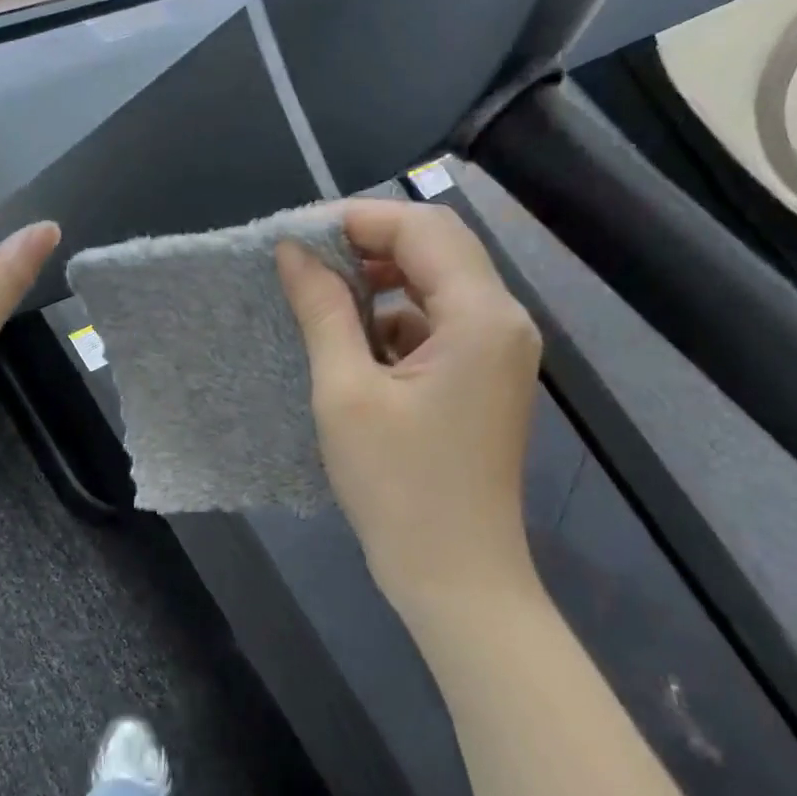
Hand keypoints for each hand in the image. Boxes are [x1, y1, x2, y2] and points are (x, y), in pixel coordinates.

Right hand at [276, 198, 541, 605]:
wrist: (455, 576)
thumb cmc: (396, 486)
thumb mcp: (345, 392)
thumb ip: (323, 310)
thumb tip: (293, 251)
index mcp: (481, 317)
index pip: (422, 229)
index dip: (357, 219)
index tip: (295, 233)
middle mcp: (503, 322)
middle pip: (437, 248)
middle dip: (368, 243)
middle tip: (303, 259)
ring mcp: (498, 352)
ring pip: (437, 284)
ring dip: (379, 281)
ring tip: (319, 297)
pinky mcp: (483, 378)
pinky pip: (438, 323)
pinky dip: (393, 318)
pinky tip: (352, 343)